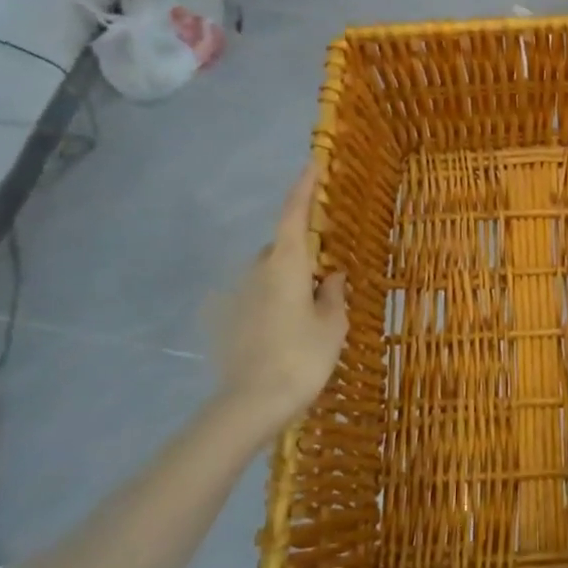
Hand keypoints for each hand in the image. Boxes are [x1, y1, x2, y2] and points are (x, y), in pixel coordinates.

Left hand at [205, 161, 347, 436]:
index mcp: (286, 264)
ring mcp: (242, 295)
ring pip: (273, 273)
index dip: (304, 187)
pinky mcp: (233, 318)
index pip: (294, 214)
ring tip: (313, 311)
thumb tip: (332, 277)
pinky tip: (292, 331)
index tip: (313, 163)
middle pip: (283, 247)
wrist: (251, 404)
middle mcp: (259, 271)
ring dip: (292, 280)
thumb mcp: (332, 325)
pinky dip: (279, 301)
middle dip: (305, 252)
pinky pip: (263, 296)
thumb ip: (334, 294)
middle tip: (328, 275)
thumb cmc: (301, 357)